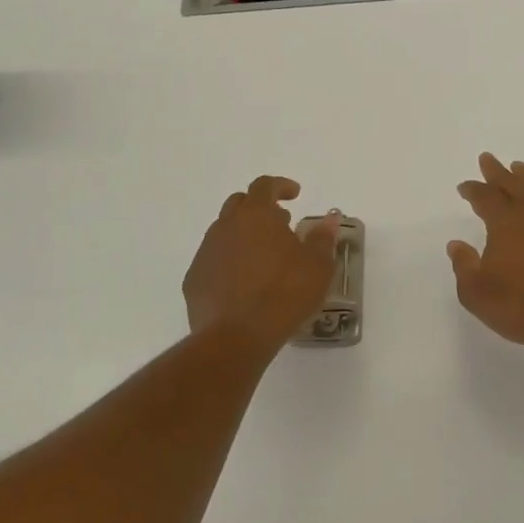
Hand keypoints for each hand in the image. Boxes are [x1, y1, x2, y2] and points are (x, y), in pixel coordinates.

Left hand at [185, 176, 340, 352]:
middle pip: (239, 204)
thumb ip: (322, 238)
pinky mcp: (194, 280)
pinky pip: (213, 260)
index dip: (281, 185)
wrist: (237, 337)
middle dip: (260, 208)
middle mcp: (226, 226)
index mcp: (256, 215)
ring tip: (264, 257)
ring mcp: (206, 252)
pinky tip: (243, 284)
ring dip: (243, 236)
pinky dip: (229, 263)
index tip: (295, 194)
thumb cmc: (285, 294)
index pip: (265, 185)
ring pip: (224, 232)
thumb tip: (329, 220)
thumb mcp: (318, 266)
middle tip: (280, 224)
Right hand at [448, 154, 523, 356]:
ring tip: (520, 168)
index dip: (472, 189)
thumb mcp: (477, 293)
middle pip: (513, 182)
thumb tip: (457, 245)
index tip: (464, 187)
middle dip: (498, 171)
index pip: (485, 196)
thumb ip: (464, 266)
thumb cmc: (522, 307)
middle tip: (488, 159)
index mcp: (506, 221)